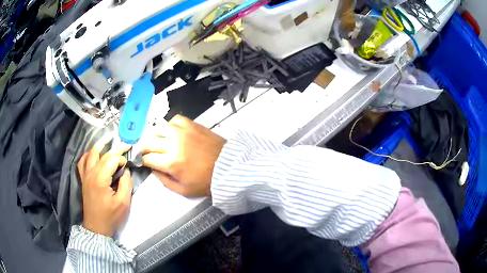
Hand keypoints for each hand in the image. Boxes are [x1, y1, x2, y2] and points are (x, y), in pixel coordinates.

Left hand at [78, 138, 131, 236]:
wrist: (97, 227)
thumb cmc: (111, 216)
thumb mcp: (124, 203)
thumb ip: (126, 184)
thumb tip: (126, 171)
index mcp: (100, 179)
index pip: (112, 160)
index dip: (121, 159)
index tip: (128, 165)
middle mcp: (91, 173)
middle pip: (102, 155)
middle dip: (115, 149)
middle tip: (125, 144)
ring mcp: (85, 175)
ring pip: (90, 154)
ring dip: (99, 146)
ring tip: (107, 140)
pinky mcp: (83, 179)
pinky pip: (82, 162)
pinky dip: (88, 155)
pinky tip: (93, 154)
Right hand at [142, 115, 225, 196]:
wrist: (228, 168)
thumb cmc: (206, 182)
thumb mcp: (183, 190)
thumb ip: (164, 181)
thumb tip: (153, 170)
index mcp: (171, 163)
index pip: (147, 157)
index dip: (142, 160)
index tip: (143, 161)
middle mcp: (174, 144)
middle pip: (149, 141)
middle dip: (144, 148)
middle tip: (147, 152)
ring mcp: (183, 132)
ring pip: (159, 128)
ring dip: (155, 135)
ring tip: (157, 141)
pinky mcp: (193, 125)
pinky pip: (175, 119)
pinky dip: (170, 125)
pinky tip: (172, 132)